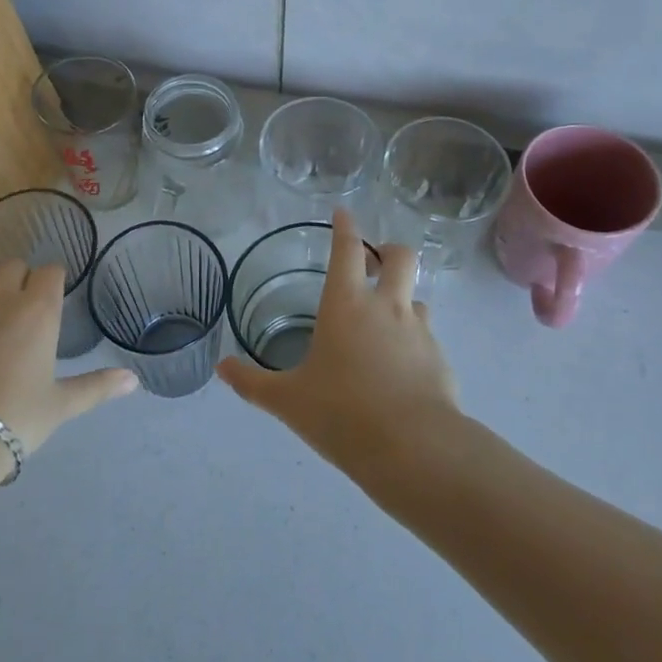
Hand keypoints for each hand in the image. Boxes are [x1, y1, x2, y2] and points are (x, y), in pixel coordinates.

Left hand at [0, 255, 135, 453]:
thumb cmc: (15, 418)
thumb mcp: (60, 405)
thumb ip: (97, 386)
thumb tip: (133, 381)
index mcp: (38, 310)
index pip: (50, 272)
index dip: (53, 282)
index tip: (52, 298)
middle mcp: (0, 297)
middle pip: (12, 265)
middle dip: (20, 278)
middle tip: (22, 305)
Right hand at [216, 208, 460, 473]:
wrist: (413, 448)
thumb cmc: (341, 413)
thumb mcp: (288, 400)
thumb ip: (252, 382)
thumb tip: (221, 368)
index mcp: (346, 305)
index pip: (347, 250)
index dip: (345, 227)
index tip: (343, 213)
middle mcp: (386, 307)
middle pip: (400, 256)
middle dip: (388, 250)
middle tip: (374, 263)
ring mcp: (419, 331)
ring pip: (417, 296)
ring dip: (402, 299)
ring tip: (384, 324)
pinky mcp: (440, 359)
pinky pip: (427, 337)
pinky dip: (413, 342)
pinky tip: (400, 370)